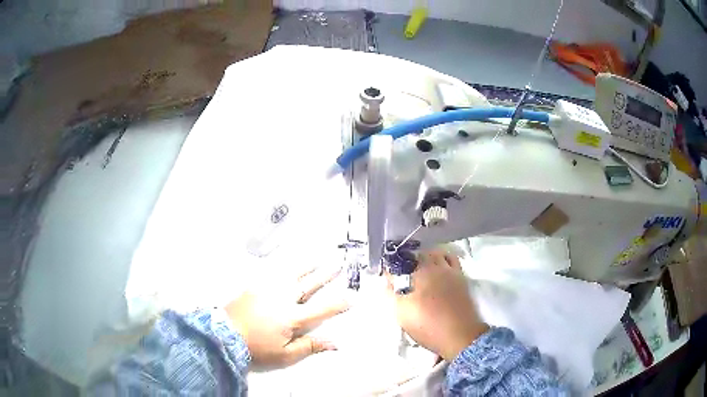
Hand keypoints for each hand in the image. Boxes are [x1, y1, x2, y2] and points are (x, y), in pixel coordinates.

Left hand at [225, 266, 348, 368]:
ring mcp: (268, 288)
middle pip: (310, 284)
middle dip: (326, 275)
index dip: (339, 303)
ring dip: (308, 265)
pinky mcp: (256, 285)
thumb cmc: (257, 348)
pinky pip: (275, 272)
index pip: (322, 308)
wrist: (224, 334)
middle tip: (339, 264)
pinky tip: (289, 263)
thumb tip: (335, 343)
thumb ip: (309, 347)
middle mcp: (284, 298)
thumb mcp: (284, 355)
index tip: (353, 295)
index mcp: (293, 317)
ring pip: (293, 273)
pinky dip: (286, 266)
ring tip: (318, 257)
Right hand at [389, 250, 488, 360]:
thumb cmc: (428, 326)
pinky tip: (438, 267)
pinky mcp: (460, 276)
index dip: (390, 272)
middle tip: (401, 276)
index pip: (397, 265)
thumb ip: (391, 295)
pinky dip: (442, 257)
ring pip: (432, 253)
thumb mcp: (402, 315)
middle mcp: (432, 267)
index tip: (388, 279)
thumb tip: (388, 283)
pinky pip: (450, 258)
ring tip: (419, 270)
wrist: (459, 334)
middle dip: (405, 263)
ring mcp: (448, 270)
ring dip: (423, 258)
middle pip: (415, 256)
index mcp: (416, 276)